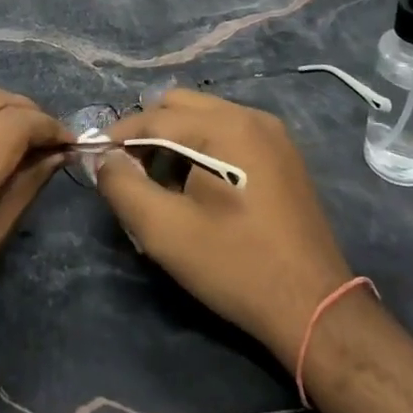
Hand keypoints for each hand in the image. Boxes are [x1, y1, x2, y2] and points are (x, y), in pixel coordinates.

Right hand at [97, 89, 352, 364]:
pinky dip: (204, 146)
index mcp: (225, 127)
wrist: (314, 307)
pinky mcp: (284, 155)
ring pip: (205, 116)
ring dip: (176, 138)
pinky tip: (199, 186)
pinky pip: (230, 133)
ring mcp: (272, 134)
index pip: (155, 116)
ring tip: (163, 183)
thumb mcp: (164, 232)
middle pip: (180, 105)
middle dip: (148, 132)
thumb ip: (123, 187)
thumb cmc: (235, 265)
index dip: (119, 136)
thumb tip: (106, 159)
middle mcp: (251, 116)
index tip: (98, 160)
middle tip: (133, 173)